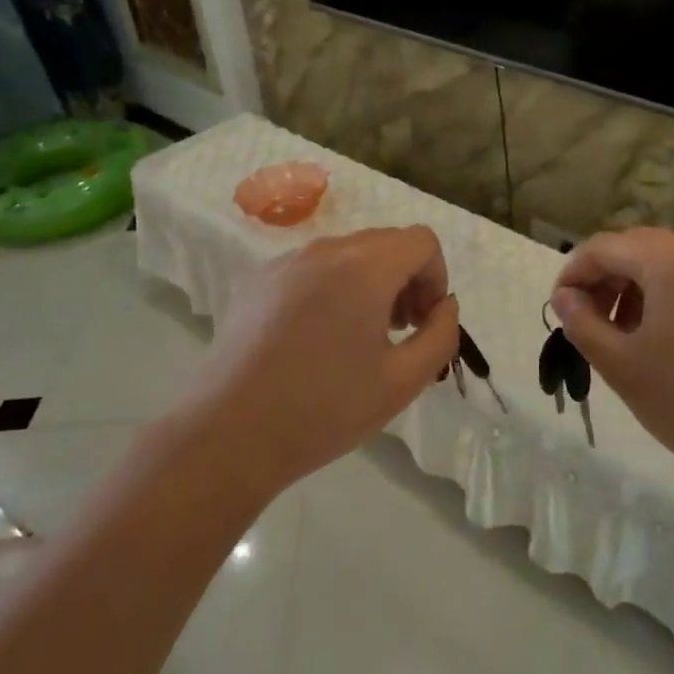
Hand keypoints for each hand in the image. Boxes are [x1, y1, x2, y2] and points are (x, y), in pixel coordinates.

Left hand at [186, 227, 459, 496]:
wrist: (230, 432)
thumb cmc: (325, 408)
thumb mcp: (403, 381)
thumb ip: (441, 335)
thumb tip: (444, 305)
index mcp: (364, 267)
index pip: (421, 241)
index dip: (436, 277)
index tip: (423, 322)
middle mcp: (325, 249)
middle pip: (385, 243)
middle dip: (405, 280)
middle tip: (399, 332)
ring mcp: (286, 262)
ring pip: (348, 254)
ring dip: (370, 283)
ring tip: (359, 337)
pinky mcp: (258, 281)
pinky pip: (313, 269)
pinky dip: (333, 288)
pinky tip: (316, 339)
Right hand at [550, 227, 673, 503]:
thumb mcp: (622, 365)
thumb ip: (582, 323)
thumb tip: (564, 297)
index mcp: (673, 259)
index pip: (606, 246)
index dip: (574, 272)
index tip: (558, 307)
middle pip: (642, 248)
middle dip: (608, 278)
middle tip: (590, 321)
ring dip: (641, 288)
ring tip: (629, 335)